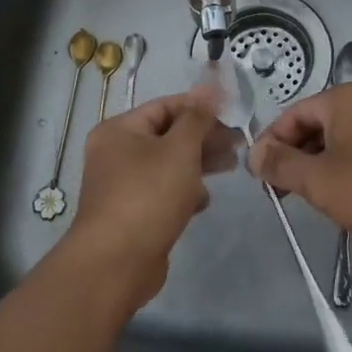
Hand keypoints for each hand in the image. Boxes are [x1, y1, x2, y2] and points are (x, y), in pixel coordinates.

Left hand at [65, 84, 239, 311]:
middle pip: (167, 135)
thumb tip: (209, 86)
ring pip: (167, 164)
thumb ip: (197, 118)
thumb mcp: (179, 150)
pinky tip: (202, 201)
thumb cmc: (148, 196)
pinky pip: (162, 191)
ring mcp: (121, 185)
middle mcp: (115, 152)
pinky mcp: (132, 213)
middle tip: (237, 145)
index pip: (165, 106)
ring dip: (197, 164)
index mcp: (119, 129)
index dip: (199, 108)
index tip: (232, 116)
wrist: (115, 265)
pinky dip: (183, 191)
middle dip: (203, 138)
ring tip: (230, 168)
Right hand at [249, 84, 351, 256]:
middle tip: (279, 191)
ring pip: (338, 142)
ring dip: (317, 167)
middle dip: (294, 157)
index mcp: (345, 99)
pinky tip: (340, 199)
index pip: (293, 114)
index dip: (271, 143)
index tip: (260, 176)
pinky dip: (342, 171)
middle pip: (315, 125)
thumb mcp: (319, 180)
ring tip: (306, 199)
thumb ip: (281, 164)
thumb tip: (254, 153)